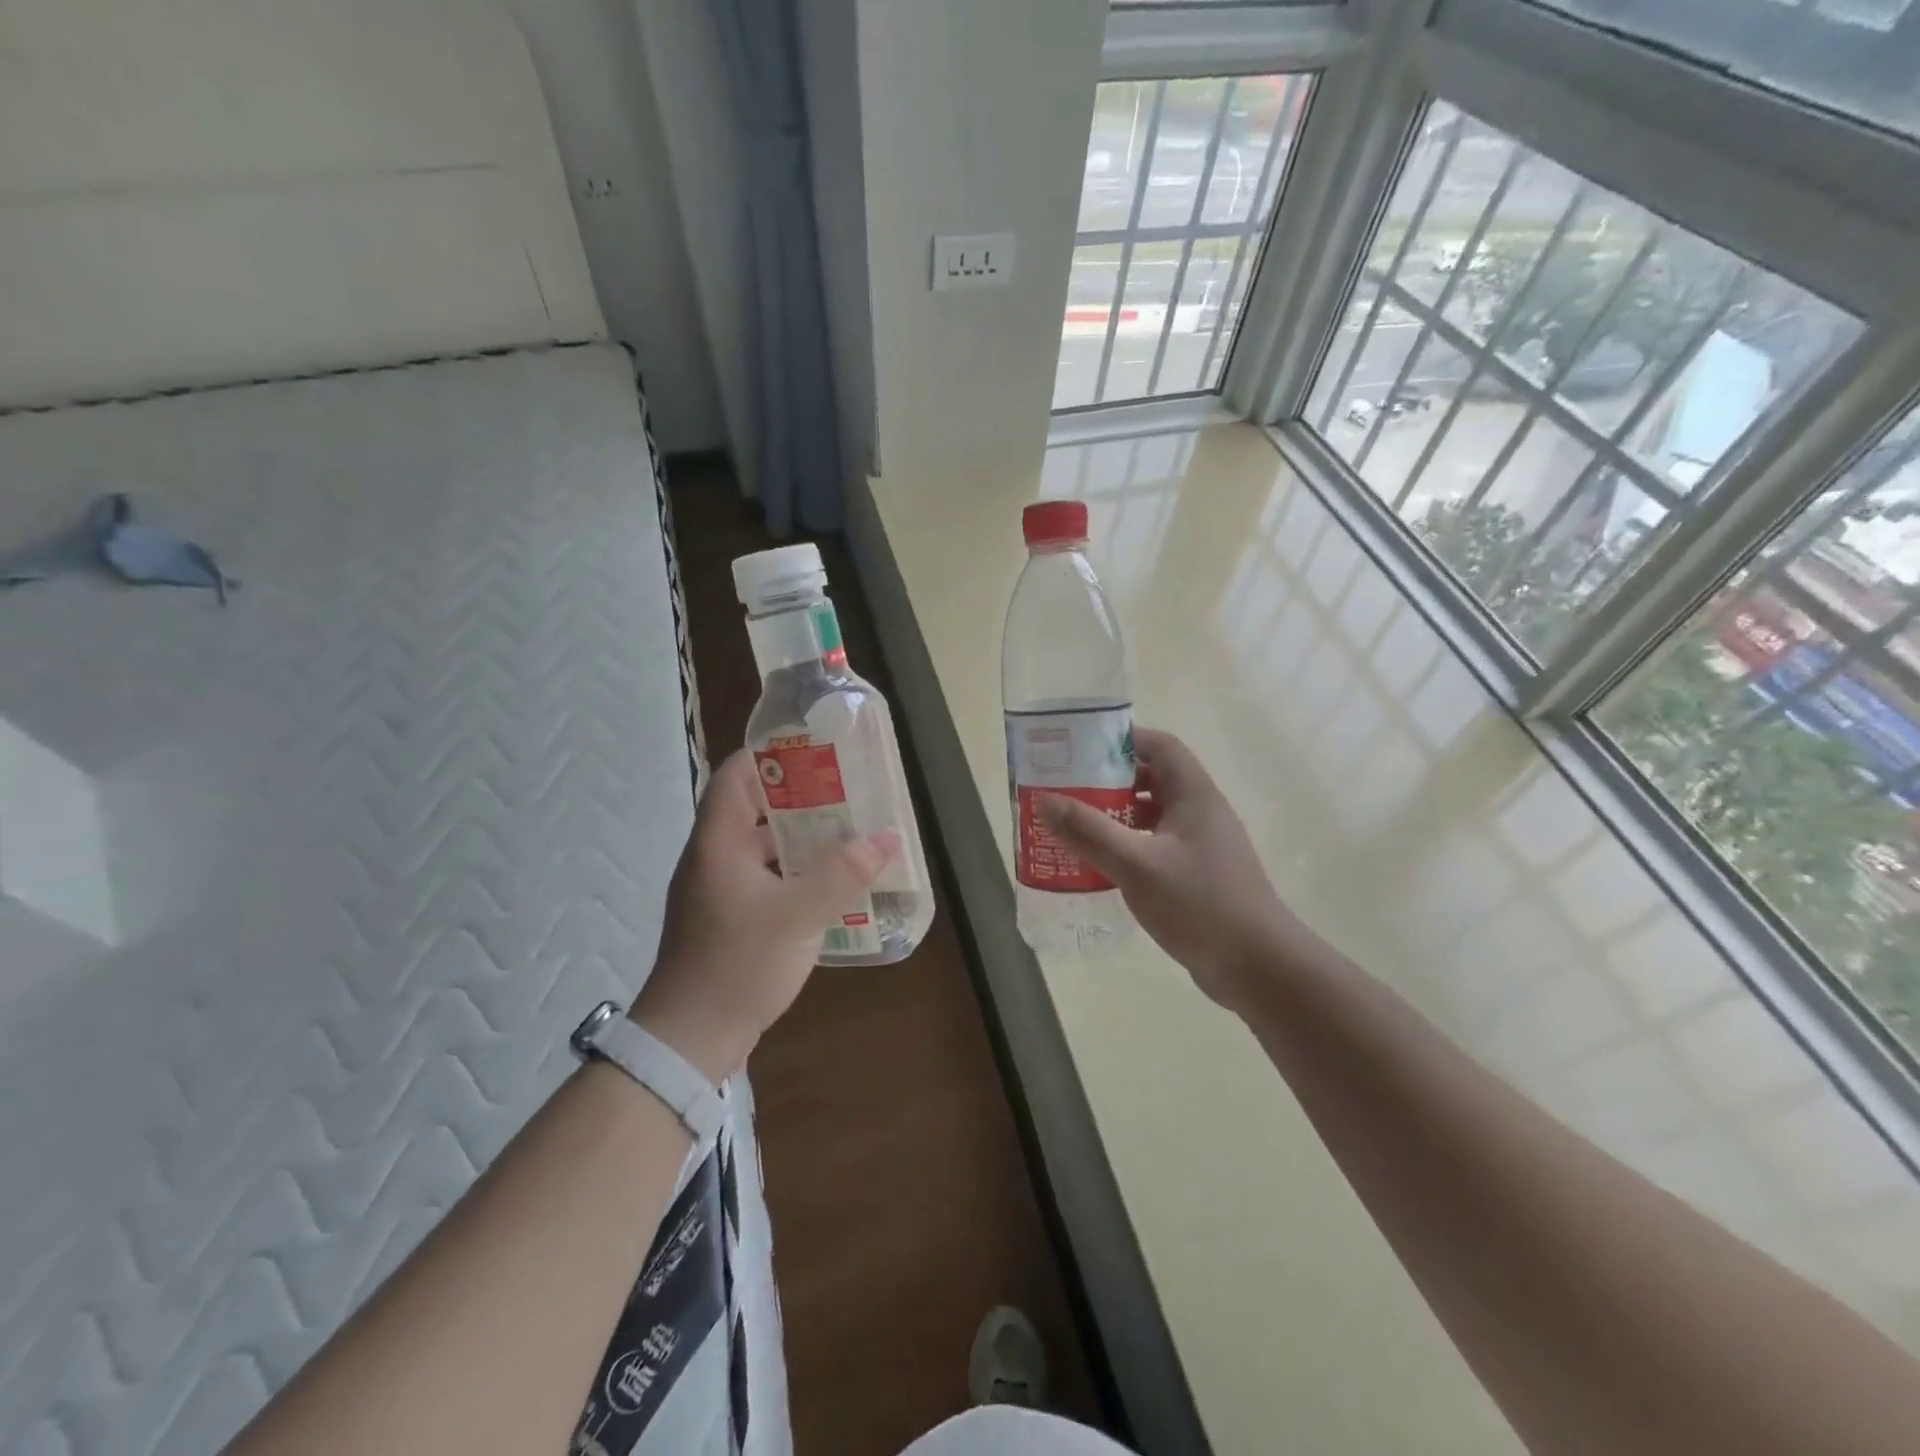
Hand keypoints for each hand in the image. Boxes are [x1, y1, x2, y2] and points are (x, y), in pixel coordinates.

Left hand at [629, 749, 893, 1080]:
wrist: (691, 1037)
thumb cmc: (739, 962)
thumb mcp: (799, 914)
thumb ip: (844, 872)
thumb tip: (887, 836)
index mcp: (718, 841)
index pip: (734, 776)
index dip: (767, 754)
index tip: (811, 746)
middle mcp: (713, 858)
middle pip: (753, 809)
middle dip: (798, 796)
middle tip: (845, 790)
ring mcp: (718, 890)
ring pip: (761, 847)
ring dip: (799, 838)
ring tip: (846, 831)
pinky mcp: (727, 918)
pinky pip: (764, 879)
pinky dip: (793, 872)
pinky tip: (829, 882)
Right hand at [1039, 728, 1304, 1008]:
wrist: (1258, 967)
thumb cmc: (1200, 905)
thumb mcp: (1136, 865)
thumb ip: (1090, 832)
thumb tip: (1045, 800)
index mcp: (1195, 795)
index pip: (1161, 746)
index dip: (1124, 739)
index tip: (1082, 748)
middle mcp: (1201, 812)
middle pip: (1154, 778)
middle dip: (1111, 779)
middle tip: (1069, 788)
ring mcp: (1202, 845)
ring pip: (1155, 814)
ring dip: (1118, 814)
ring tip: (1076, 824)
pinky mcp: (1198, 874)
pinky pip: (1157, 845)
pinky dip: (1129, 845)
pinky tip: (1102, 864)